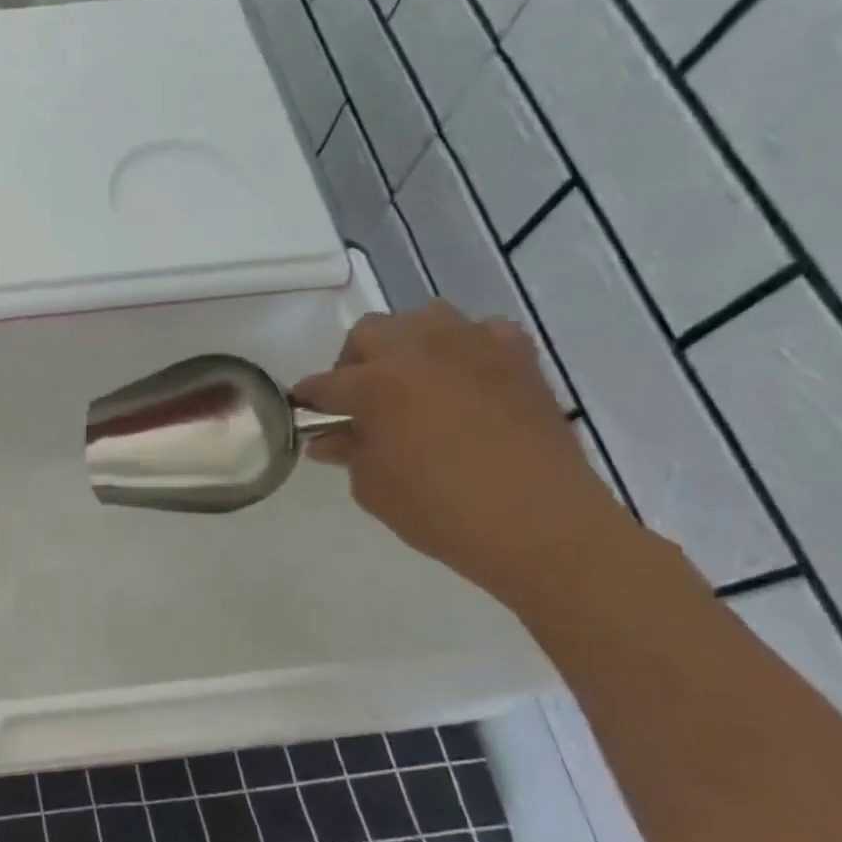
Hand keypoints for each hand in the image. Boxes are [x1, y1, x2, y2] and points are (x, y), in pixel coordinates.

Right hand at [294, 302, 634, 607]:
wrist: (541, 524)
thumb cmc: (440, 510)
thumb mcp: (373, 487)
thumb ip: (349, 452)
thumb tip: (331, 439)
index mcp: (376, 384)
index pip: (325, 384)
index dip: (308, 399)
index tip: (301, 410)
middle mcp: (420, 352)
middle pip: (370, 332)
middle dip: (354, 361)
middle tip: (358, 398)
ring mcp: (474, 349)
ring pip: (427, 317)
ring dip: (409, 342)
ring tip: (412, 379)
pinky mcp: (519, 360)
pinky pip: (485, 332)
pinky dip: (468, 347)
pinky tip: (466, 378)